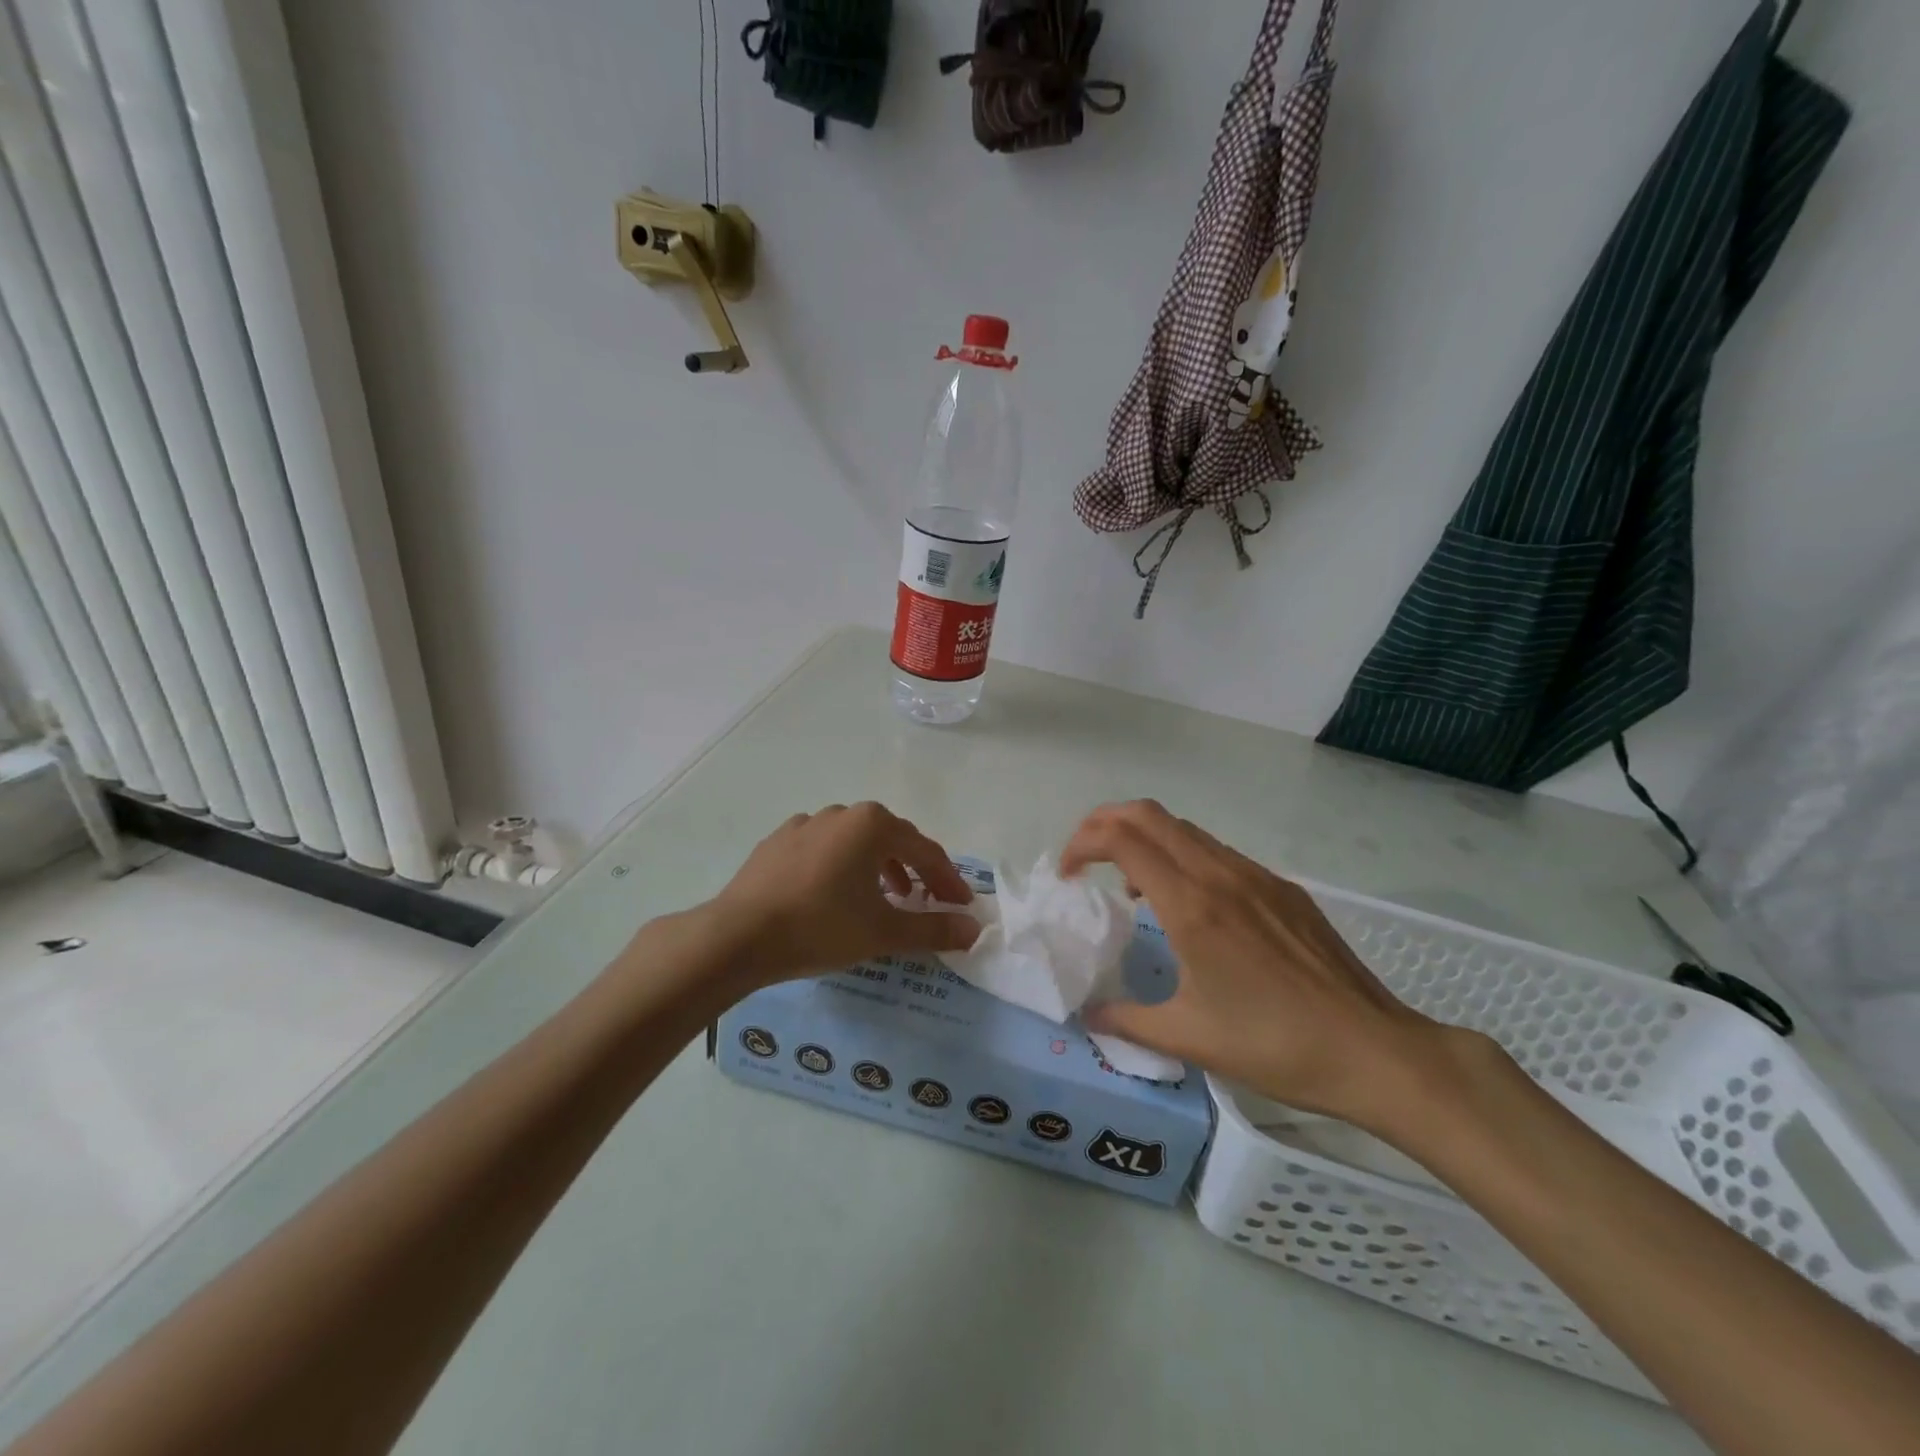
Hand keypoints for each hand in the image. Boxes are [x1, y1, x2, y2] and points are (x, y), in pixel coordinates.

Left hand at [710, 802, 980, 985]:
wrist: (738, 935)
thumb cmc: (821, 927)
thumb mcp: (884, 932)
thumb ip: (933, 929)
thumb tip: (974, 929)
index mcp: (873, 825)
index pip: (925, 851)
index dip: (947, 880)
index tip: (961, 906)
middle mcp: (842, 813)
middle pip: (891, 840)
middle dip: (915, 870)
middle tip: (927, 901)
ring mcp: (805, 824)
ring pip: (855, 842)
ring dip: (878, 867)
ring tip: (885, 899)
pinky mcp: (778, 842)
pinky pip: (823, 849)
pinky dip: (841, 867)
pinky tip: (835, 893)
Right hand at [1061, 801, 1442, 1127]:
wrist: (1375, 1051)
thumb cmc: (1275, 1046)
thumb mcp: (1190, 1039)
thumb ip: (1127, 1021)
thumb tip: (1088, 1018)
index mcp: (1191, 906)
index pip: (1121, 840)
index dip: (1081, 844)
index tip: (1067, 876)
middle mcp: (1220, 875)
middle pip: (1149, 815)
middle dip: (1104, 823)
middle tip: (1085, 860)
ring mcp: (1256, 876)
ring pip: (1185, 830)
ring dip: (1145, 840)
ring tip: (1132, 887)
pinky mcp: (1282, 888)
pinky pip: (1218, 853)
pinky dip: (1183, 858)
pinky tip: (1190, 906)